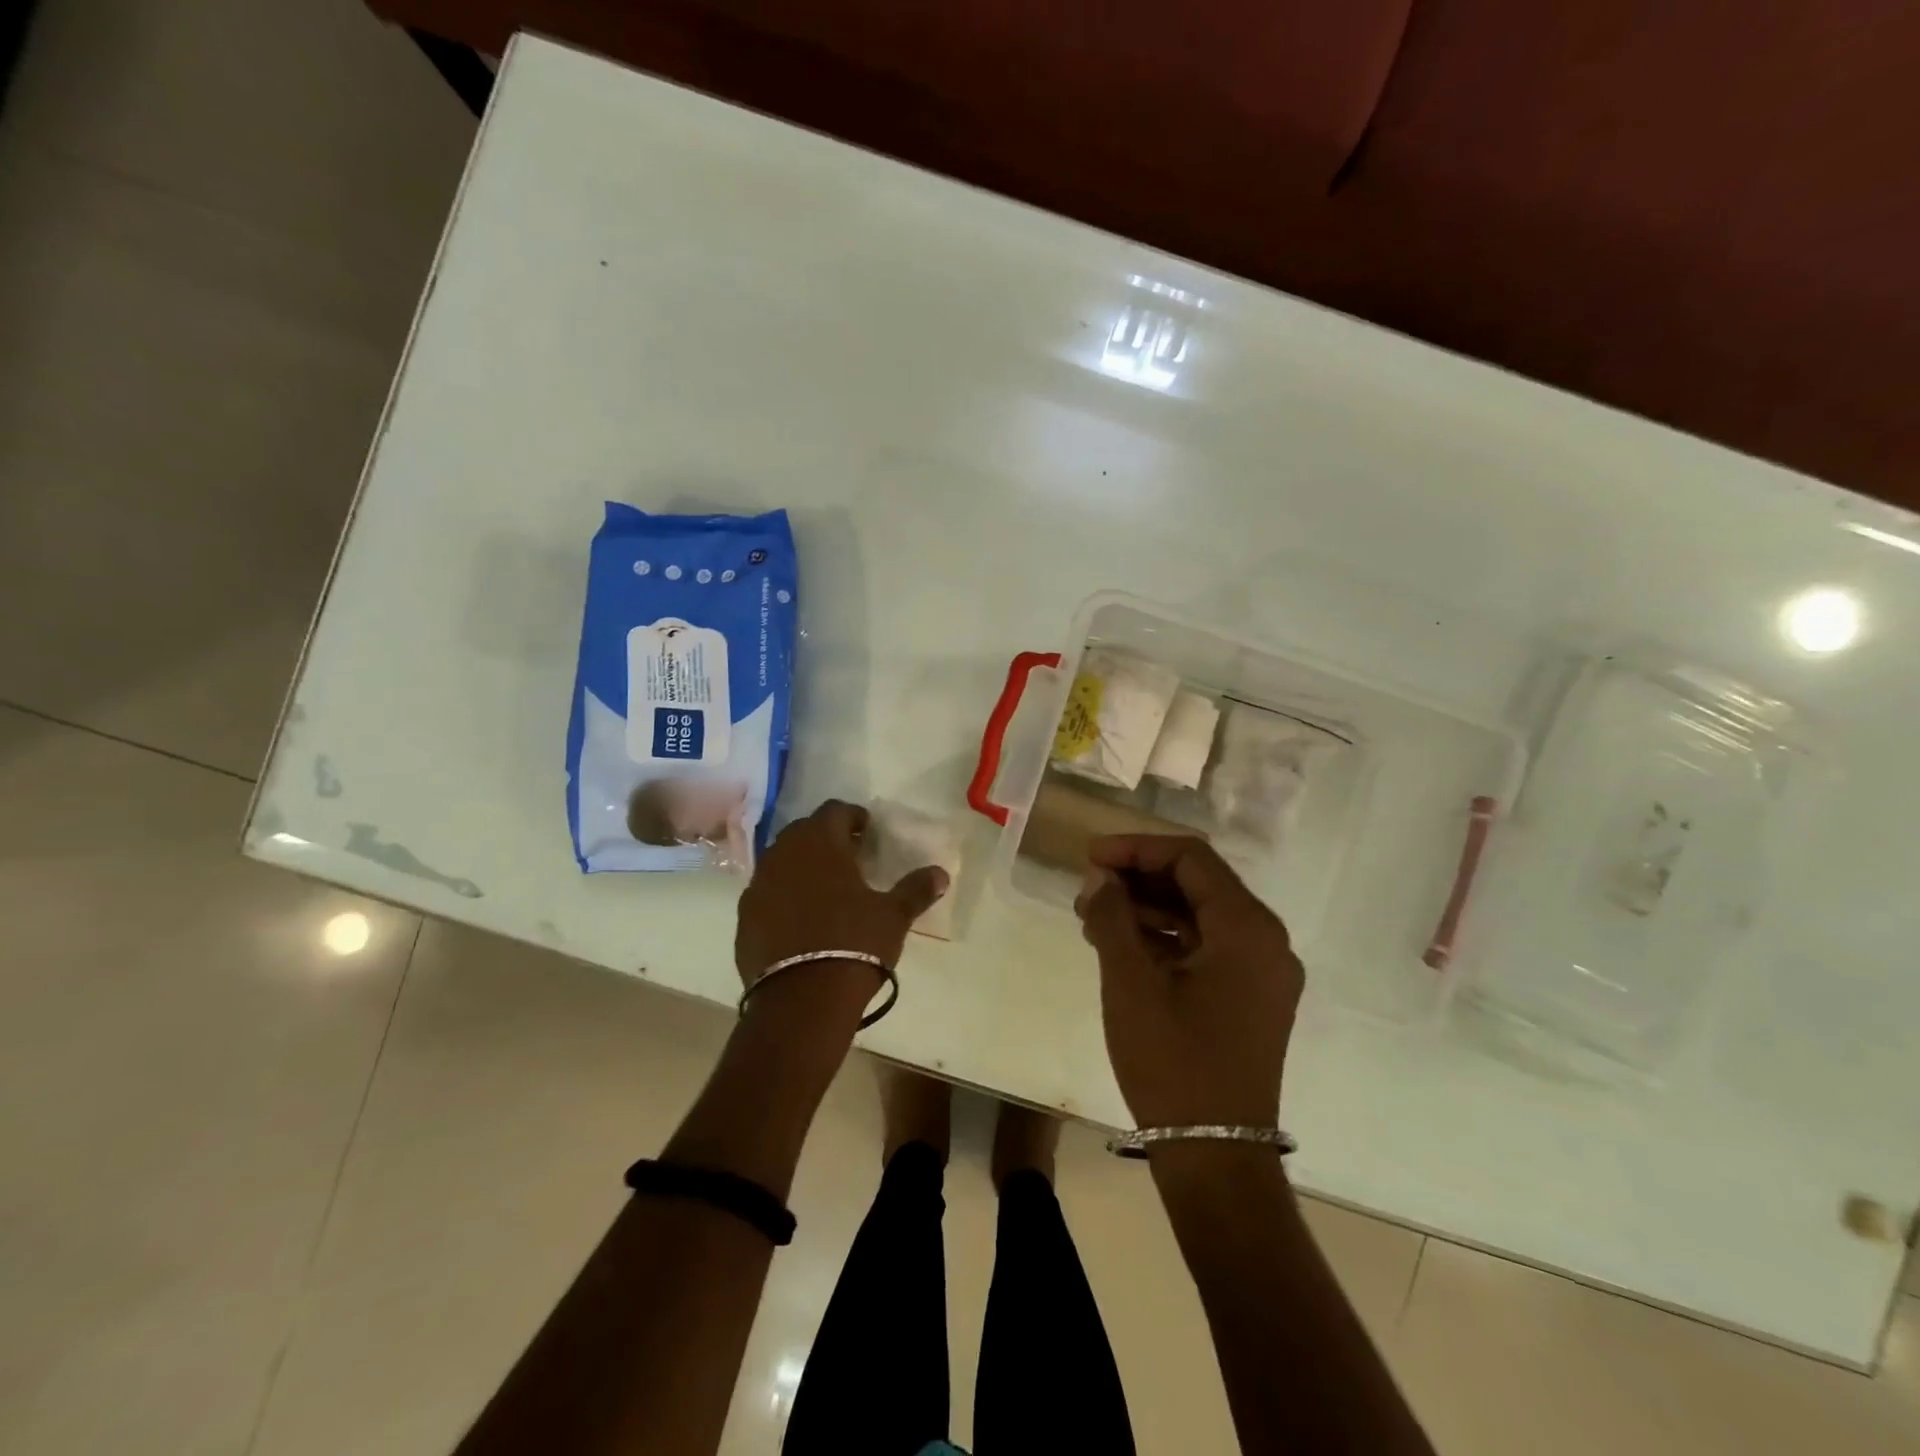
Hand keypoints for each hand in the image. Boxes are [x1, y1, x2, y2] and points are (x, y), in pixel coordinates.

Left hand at [734, 799, 948, 1030]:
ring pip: (781, 861)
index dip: (853, 817)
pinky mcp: (744, 917)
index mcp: (820, 842)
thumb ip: (915, 889)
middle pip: (805, 831)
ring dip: (801, 866)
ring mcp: (758, 885)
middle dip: (826, 839)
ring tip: (825, 888)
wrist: (801, 1001)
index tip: (867, 831)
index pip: (835, 810)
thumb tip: (940, 873)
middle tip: (849, 857)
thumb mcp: (893, 916)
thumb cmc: (854, 944)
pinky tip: (800, 919)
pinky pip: (766, 893)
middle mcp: (783, 853)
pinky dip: (783, 896)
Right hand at [1075, 835, 1302, 1128]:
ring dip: (1147, 909)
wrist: (1215, 1156)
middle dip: (1138, 879)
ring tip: (1094, 918)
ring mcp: (1263, 972)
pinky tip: (1121, 947)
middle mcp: (1266, 941)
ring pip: (1200, 916)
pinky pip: (1207, 948)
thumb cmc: (1172, 1062)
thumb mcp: (1130, 982)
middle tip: (1087, 890)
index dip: (1135, 849)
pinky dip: (1165, 939)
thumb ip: (1113, 915)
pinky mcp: (1251, 998)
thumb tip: (1099, 877)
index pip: (1190, 858)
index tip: (1090, 857)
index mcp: (1247, 928)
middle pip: (1198, 884)